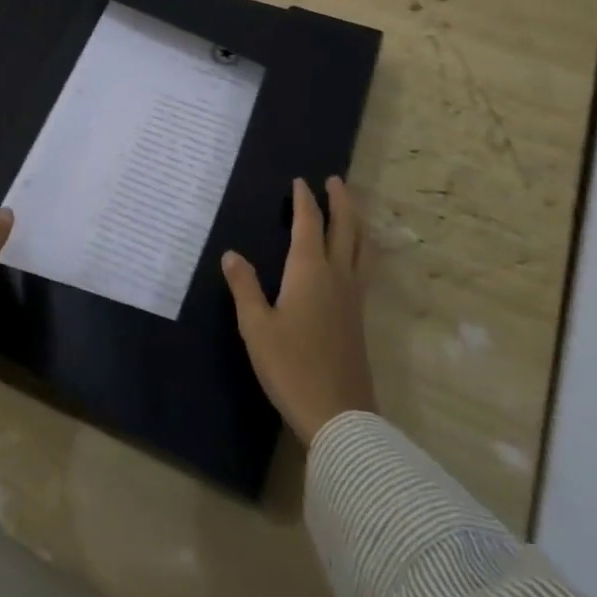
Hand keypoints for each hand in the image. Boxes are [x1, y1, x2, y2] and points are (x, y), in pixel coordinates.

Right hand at [222, 176, 375, 445]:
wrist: (339, 416)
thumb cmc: (291, 366)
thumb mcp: (256, 327)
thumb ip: (245, 288)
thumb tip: (231, 254)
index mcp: (309, 271)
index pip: (309, 223)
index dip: (304, 200)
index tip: (300, 181)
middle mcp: (337, 275)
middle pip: (345, 227)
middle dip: (340, 201)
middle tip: (335, 180)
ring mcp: (353, 297)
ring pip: (362, 247)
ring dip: (356, 221)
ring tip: (352, 208)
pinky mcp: (359, 318)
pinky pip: (365, 267)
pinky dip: (361, 248)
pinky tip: (355, 258)